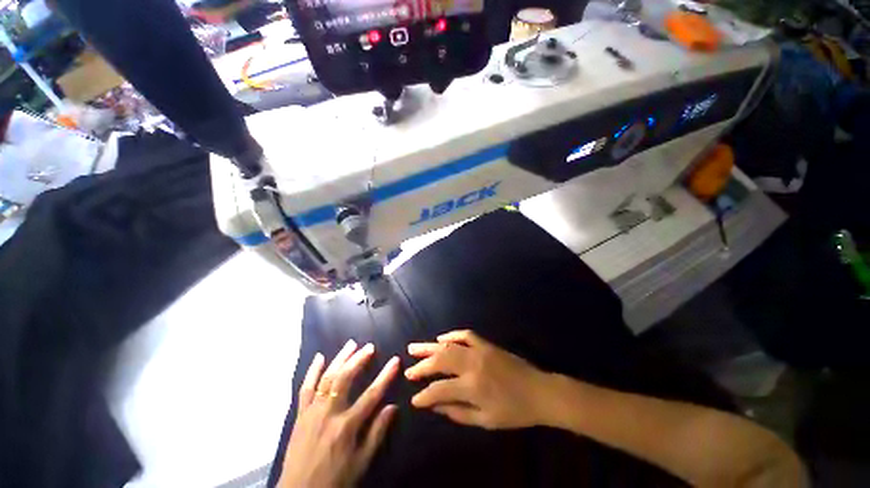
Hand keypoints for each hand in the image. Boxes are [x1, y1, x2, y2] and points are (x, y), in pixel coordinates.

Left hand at [279, 340, 399, 487]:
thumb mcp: (361, 462)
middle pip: (345, 379)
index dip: (385, 376)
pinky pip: (305, 388)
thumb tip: (393, 407)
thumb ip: (377, 433)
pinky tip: (319, 357)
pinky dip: (312, 371)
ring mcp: (312, 412)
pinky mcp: (300, 415)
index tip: (395, 360)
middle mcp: (329, 414)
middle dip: (359, 359)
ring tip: (351, 344)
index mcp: (346, 427)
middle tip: (370, 347)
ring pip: (326, 378)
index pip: (371, 395)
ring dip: (340, 358)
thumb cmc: (334, 480)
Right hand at [405, 330, 548, 429]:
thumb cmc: (514, 411)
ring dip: (429, 347)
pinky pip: (465, 334)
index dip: (424, 396)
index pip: (439, 390)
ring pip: (448, 346)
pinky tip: (440, 339)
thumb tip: (434, 406)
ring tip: (414, 348)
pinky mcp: (486, 343)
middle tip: (407, 370)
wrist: (539, 391)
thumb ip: (457, 413)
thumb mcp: (485, 420)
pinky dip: (451, 335)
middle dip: (421, 366)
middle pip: (439, 361)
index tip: (413, 400)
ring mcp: (479, 350)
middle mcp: (472, 364)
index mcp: (472, 387)